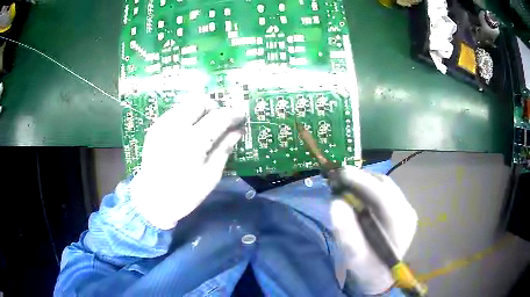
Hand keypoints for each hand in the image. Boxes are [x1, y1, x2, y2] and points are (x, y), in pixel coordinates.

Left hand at [130, 97, 245, 229]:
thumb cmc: (184, 194)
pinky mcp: (155, 128)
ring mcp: (162, 125)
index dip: (233, 114)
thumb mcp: (210, 176)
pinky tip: (189, 132)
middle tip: (221, 123)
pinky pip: (176, 112)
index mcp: (193, 142)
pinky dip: (187, 116)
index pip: (219, 117)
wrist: (151, 200)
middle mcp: (176, 126)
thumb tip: (238, 131)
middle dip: (215, 108)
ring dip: (200, 111)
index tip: (242, 116)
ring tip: (205, 128)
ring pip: (187, 104)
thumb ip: (224, 149)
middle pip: (200, 101)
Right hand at [330, 166, 417, 294]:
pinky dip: (369, 188)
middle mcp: (407, 212)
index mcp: (400, 225)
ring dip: (364, 181)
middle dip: (360, 178)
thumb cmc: (368, 270)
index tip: (339, 173)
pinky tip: (357, 193)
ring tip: (345, 184)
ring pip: (385, 186)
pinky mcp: (401, 209)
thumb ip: (346, 233)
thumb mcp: (354, 258)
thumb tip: (336, 202)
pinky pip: (385, 191)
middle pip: (384, 186)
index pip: (382, 195)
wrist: (380, 276)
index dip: (361, 182)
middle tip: (338, 179)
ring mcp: (406, 209)